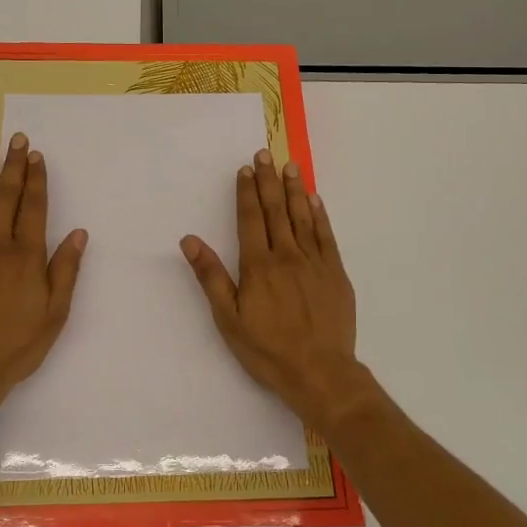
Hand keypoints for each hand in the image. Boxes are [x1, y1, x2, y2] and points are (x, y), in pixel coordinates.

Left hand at [0, 133, 86, 426]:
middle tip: (16, 138)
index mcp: (26, 257)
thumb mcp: (55, 314)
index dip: (36, 179)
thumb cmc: (17, 345)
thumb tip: (78, 233)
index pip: (33, 207)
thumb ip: (65, 270)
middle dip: (12, 165)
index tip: (36, 155)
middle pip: (5, 197)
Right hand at [180, 149, 365, 431]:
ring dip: (294, 189)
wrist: (320, 372)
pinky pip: (326, 236)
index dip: (247, 192)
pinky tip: (315, 200)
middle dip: (269, 180)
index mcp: (258, 265)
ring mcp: (315, 262)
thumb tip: (190, 240)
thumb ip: (211, 277)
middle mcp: (287, 255)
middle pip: (276, 210)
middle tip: (266, 153)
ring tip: (290, 166)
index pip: (250, 219)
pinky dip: (319, 215)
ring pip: (303, 217)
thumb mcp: (228, 319)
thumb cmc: (267, 350)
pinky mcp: (336, 273)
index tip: (245, 169)